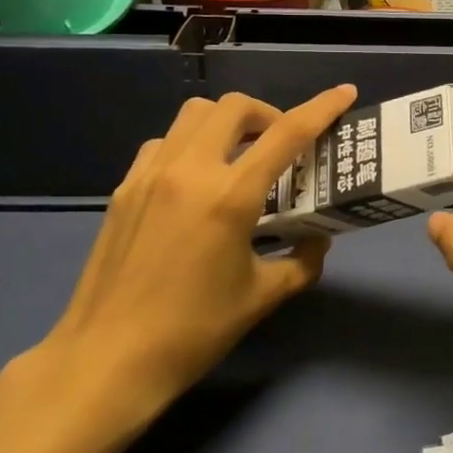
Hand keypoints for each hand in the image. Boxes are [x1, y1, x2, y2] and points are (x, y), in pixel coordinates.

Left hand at [39, 86, 356, 421]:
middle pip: (234, 106)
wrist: (107, 360)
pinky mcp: (124, 189)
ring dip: (225, 123)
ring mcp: (150, 175)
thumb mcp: (262, 297)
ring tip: (238, 156)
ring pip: (193, 115)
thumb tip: (317, 240)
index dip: (322, 107)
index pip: (287, 134)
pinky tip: (194, 181)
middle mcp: (189, 171)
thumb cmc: (193, 331)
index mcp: (229, 196)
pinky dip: (189, 145)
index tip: (345, 92)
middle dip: (267, 113)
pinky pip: (163, 143)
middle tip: (279, 144)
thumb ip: (302, 261)